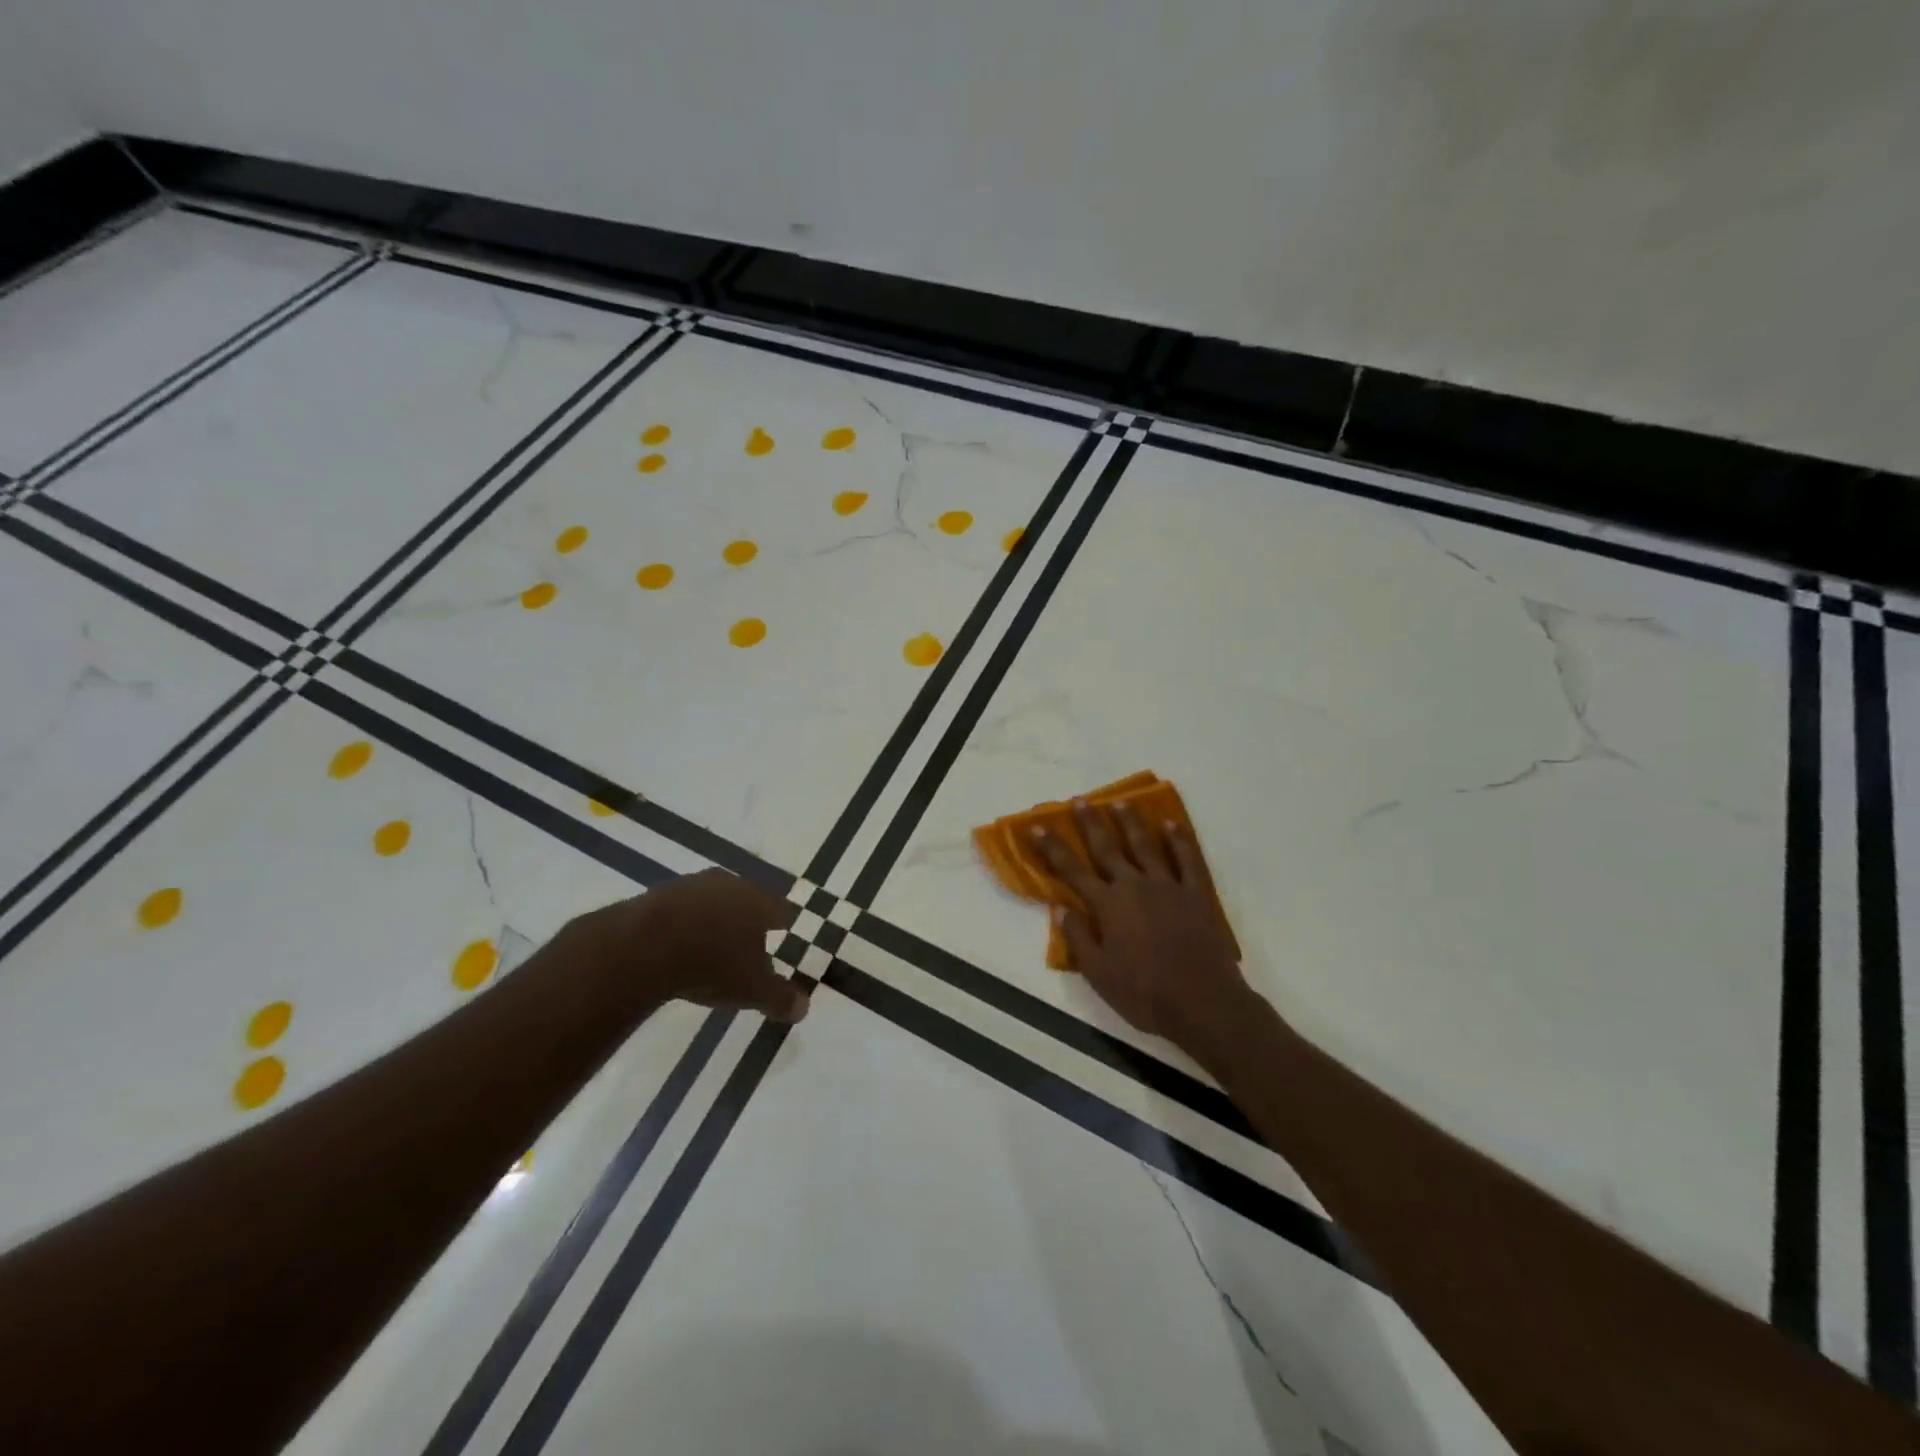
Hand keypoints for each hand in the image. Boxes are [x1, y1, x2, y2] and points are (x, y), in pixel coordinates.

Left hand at [570, 870, 808, 1022]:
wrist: (644, 946)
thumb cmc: (712, 965)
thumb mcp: (751, 990)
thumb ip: (780, 998)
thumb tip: (804, 1007)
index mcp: (759, 902)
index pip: (781, 908)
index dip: (782, 922)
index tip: (782, 932)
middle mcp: (730, 884)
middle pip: (746, 899)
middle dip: (747, 918)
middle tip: (746, 940)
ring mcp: (692, 885)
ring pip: (712, 900)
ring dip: (713, 918)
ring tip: (708, 943)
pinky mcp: (658, 893)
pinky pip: (680, 909)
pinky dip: (683, 924)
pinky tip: (676, 943)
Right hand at [1032, 801, 1255, 1059]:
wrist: (1202, 1002)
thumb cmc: (1144, 993)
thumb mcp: (1098, 973)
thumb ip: (1077, 937)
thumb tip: (1059, 907)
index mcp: (1108, 905)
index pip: (1072, 871)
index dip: (1053, 848)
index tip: (1038, 827)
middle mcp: (1134, 886)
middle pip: (1107, 848)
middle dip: (1090, 823)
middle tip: (1080, 800)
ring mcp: (1168, 886)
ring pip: (1145, 845)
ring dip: (1131, 822)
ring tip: (1120, 802)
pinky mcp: (1196, 894)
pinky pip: (1187, 859)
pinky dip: (1178, 840)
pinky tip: (1170, 824)